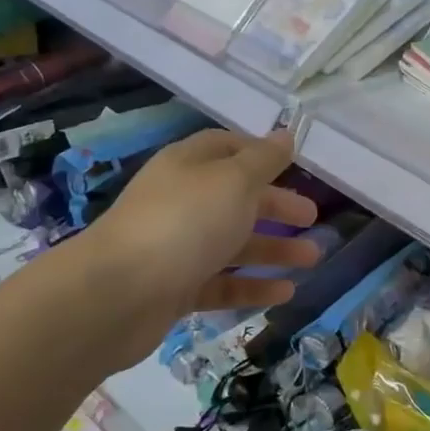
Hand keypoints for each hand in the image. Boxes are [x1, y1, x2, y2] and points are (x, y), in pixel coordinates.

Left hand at [87, 129, 321, 323]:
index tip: (294, 165)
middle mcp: (182, 201)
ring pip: (233, 243)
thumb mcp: (233, 181)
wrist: (117, 294)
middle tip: (312, 218)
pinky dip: (253, 286)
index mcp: (189, 165)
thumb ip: (263, 160)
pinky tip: (285, 293)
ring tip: (312, 259)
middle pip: (235, 198)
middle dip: (276, 206)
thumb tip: (285, 136)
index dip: (260, 154)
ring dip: (273, 249)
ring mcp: (177, 247)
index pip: (227, 148)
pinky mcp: (175, 288)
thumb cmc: (184, 222)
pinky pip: (222, 282)